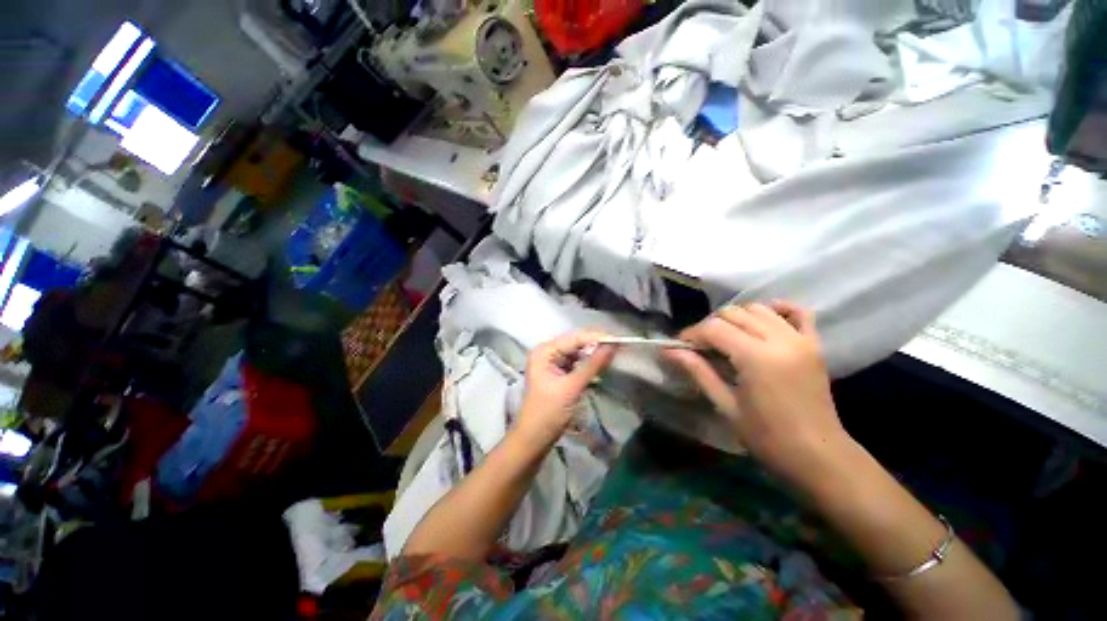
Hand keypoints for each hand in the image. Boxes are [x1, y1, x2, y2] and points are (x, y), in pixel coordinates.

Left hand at [516, 330, 616, 446]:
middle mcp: (548, 352)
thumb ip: (593, 365)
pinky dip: (589, 366)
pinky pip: (577, 364)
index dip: (597, 338)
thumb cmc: (548, 413)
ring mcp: (552, 363)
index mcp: (545, 351)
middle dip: (597, 346)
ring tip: (615, 356)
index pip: (575, 338)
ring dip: (594, 355)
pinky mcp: (558, 373)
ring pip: (578, 353)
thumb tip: (612, 345)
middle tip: (620, 348)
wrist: (534, 439)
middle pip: (577, 343)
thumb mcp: (572, 387)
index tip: (620, 341)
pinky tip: (603, 366)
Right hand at [666, 302, 849, 486]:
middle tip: (701, 347)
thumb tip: (668, 351)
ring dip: (736, 318)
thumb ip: (698, 371)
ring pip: (759, 308)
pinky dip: (777, 309)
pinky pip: (797, 312)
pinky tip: (762, 320)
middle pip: (734, 313)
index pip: (714, 328)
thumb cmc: (767, 437)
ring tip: (727, 338)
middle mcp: (779, 339)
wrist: (818, 456)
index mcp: (756, 357)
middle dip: (710, 325)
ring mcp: (800, 339)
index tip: (680, 346)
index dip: (692, 333)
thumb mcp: (725, 405)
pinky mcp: (814, 344)